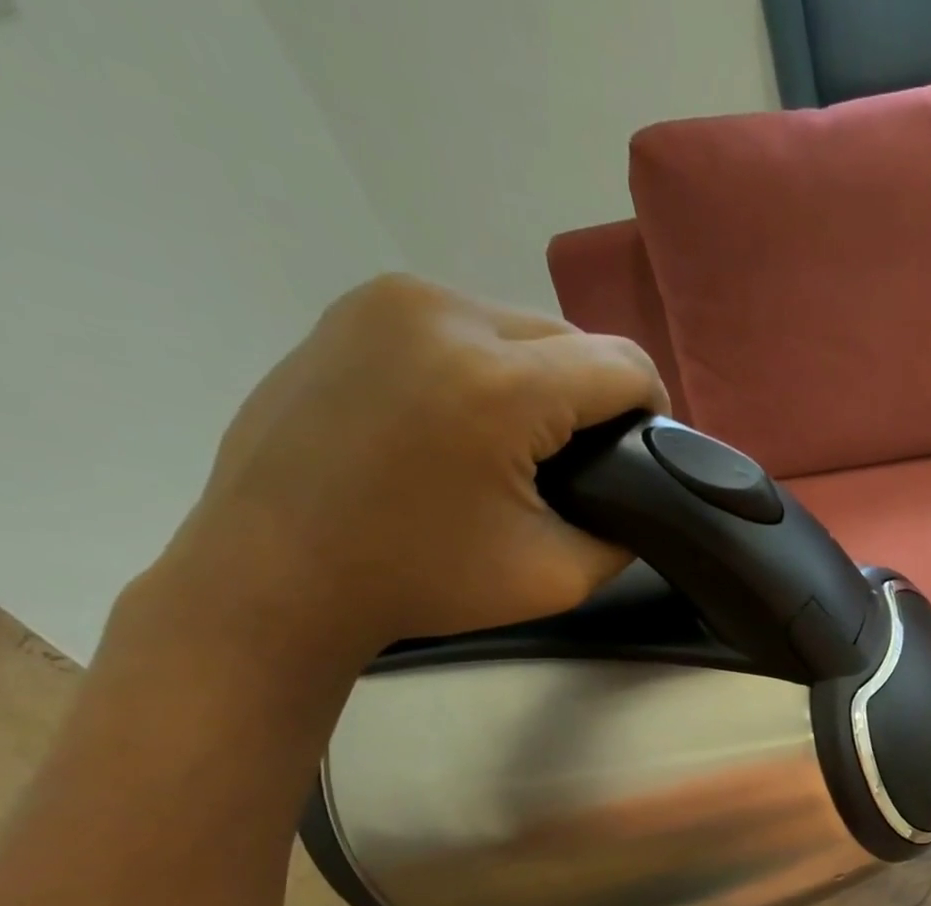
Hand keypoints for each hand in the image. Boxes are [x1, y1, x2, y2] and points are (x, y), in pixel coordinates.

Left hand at [148, 274, 668, 663]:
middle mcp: (447, 314)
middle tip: (580, 462)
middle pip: (573, 338)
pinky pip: (463, 324)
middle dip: (594, 396)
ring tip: (520, 442)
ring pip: (520, 326)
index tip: (644, 455)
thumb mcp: (558, 579)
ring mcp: (392, 300)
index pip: (624, 366)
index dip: (653, 411)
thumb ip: (623, 533)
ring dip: (542, 378)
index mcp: (501, 385)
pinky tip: (465, 419)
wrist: (276, 571)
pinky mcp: (357, 307)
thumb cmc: (422, 581)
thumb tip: (640, 500)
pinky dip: (487, 365)